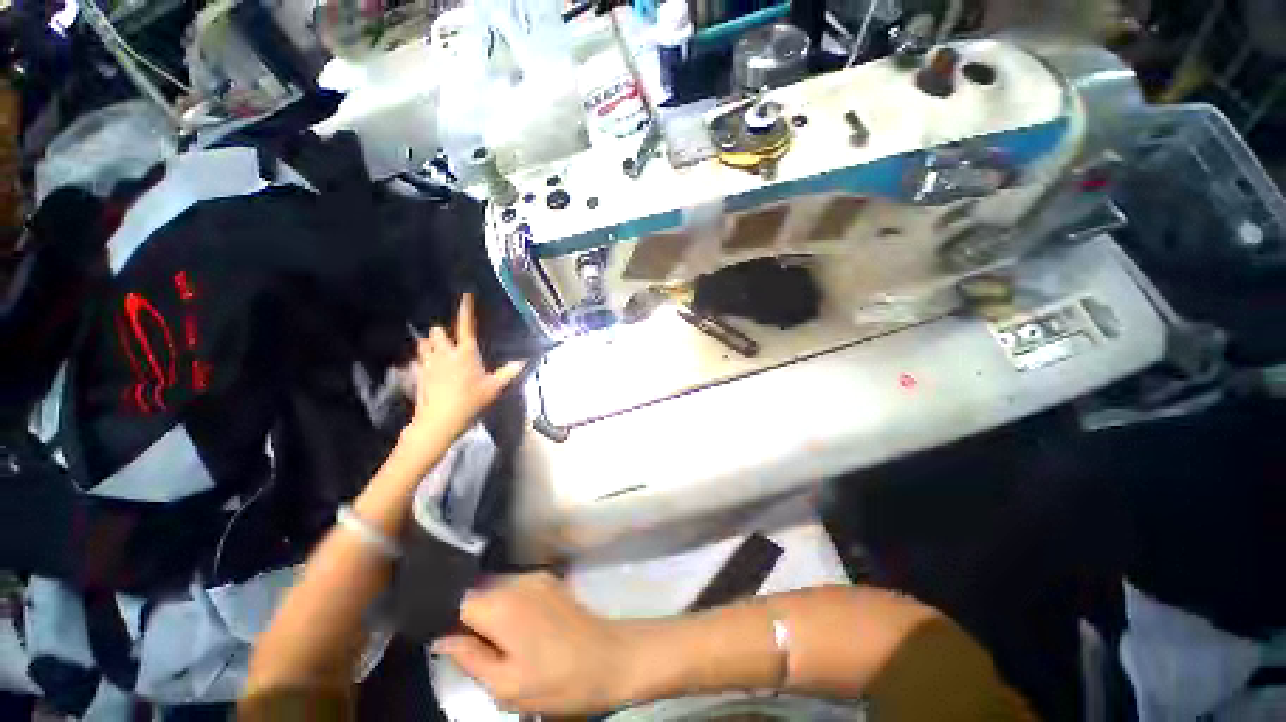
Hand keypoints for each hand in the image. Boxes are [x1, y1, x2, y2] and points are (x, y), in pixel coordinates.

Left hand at [405, 294, 523, 447]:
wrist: (440, 420)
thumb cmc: (470, 401)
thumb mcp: (494, 388)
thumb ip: (508, 373)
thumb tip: (522, 362)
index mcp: (466, 352)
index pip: (466, 325)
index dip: (466, 309)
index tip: (466, 296)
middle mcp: (445, 353)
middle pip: (436, 331)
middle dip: (442, 333)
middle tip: (451, 342)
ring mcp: (428, 363)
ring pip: (423, 343)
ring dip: (430, 344)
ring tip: (438, 352)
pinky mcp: (418, 375)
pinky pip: (417, 360)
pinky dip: (422, 361)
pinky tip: (429, 370)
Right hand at [433, 573, 636, 714]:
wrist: (611, 657)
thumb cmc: (557, 681)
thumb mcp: (506, 685)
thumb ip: (470, 658)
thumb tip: (442, 639)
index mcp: (502, 605)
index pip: (458, 601)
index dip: (450, 622)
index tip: (454, 645)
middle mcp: (518, 580)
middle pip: (478, 592)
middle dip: (471, 618)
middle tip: (481, 651)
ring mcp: (538, 576)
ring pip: (498, 589)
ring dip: (492, 611)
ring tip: (505, 643)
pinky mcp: (552, 579)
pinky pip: (518, 588)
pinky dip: (511, 605)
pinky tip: (524, 631)